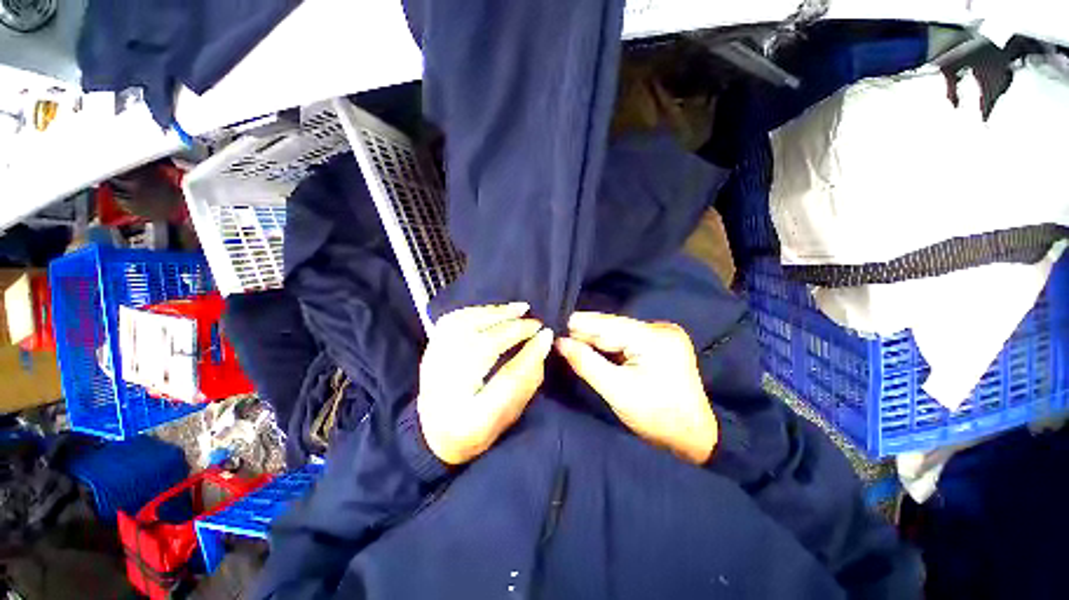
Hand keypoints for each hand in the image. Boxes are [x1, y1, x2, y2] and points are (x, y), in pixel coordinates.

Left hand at [418, 303, 553, 464]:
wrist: (433, 433)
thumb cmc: (479, 428)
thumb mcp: (510, 413)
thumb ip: (528, 378)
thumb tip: (543, 341)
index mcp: (471, 418)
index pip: (506, 379)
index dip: (530, 353)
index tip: (547, 335)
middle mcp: (445, 390)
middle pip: (483, 347)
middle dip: (514, 329)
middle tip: (536, 322)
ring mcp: (432, 366)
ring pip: (466, 327)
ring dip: (496, 314)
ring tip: (520, 309)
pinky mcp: (429, 350)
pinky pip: (453, 320)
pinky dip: (478, 311)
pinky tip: (495, 311)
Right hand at [556, 312, 717, 464]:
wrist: (695, 438)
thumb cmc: (657, 418)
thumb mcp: (616, 391)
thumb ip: (586, 362)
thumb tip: (560, 342)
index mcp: (653, 337)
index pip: (606, 324)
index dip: (578, 323)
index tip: (552, 324)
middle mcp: (660, 328)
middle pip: (612, 326)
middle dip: (585, 333)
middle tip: (557, 336)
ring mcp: (663, 335)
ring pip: (618, 332)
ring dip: (595, 339)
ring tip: (568, 341)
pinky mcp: (661, 344)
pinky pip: (627, 340)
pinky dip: (609, 345)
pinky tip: (591, 348)